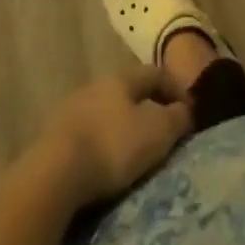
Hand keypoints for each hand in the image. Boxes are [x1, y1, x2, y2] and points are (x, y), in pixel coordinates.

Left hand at [36, 66, 193, 205]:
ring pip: (106, 109)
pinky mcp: (56, 133)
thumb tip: (186, 109)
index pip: (155, 73)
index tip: (189, 110)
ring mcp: (73, 106)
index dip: (174, 88)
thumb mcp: (155, 132)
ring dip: (122, 123)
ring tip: (134, 148)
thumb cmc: (112, 145)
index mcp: (122, 77)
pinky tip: (105, 159)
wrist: (55, 171)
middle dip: (147, 106)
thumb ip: (175, 118)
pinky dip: (102, 140)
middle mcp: (97, 83)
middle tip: (162, 129)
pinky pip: (88, 130)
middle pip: (128, 90)